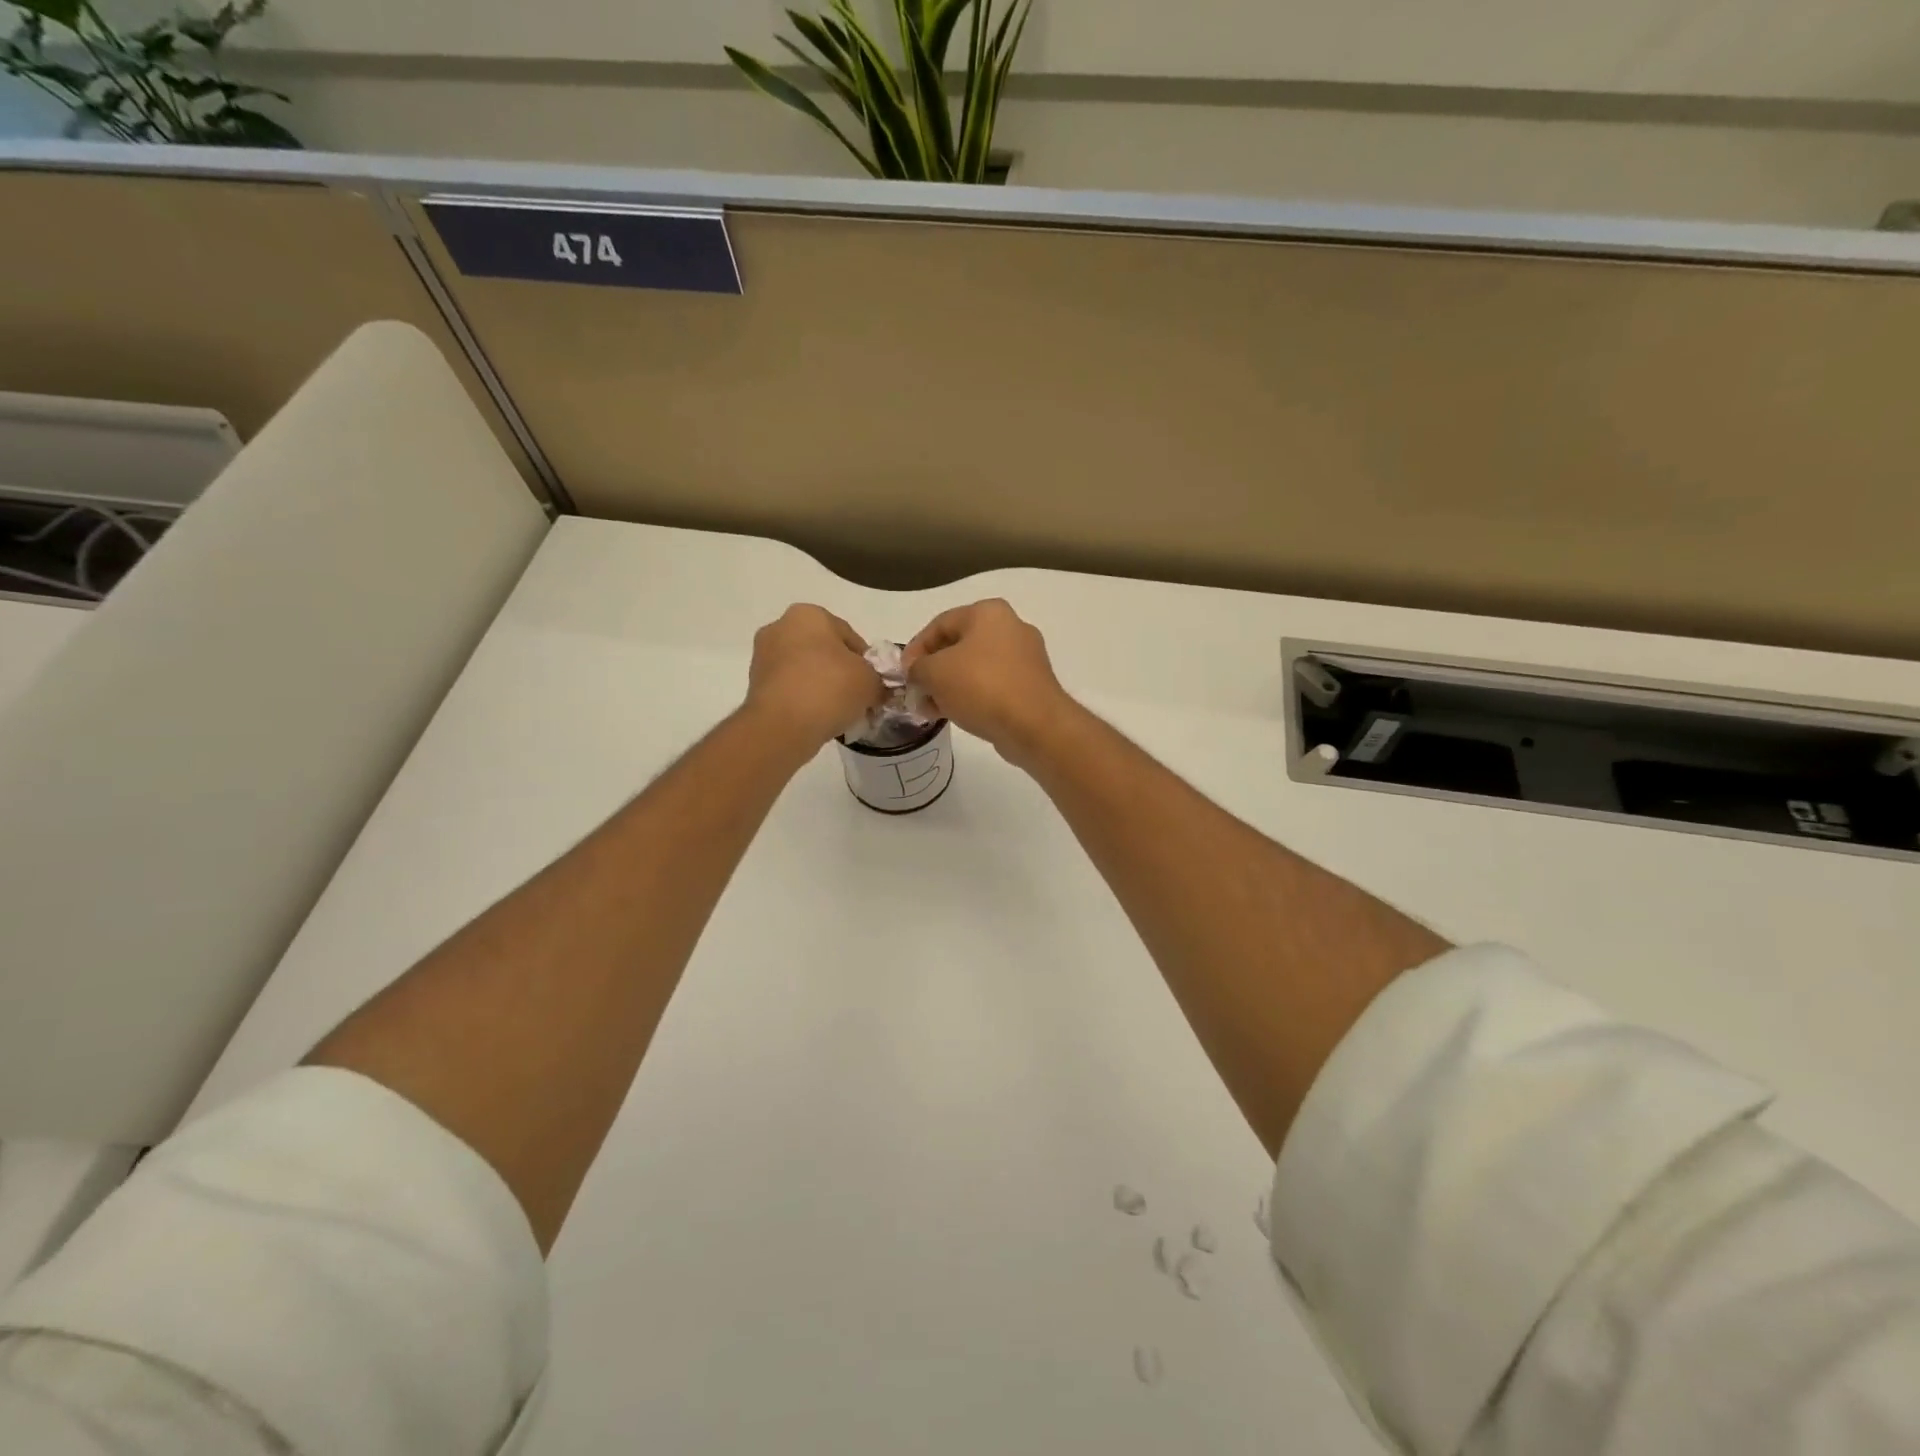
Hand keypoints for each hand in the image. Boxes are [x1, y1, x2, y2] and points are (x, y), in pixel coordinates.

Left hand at [746, 605, 884, 750]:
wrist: (782, 725)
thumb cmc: (830, 688)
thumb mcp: (870, 681)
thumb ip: (878, 679)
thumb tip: (876, 688)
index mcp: (809, 614)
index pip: (849, 635)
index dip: (867, 661)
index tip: (874, 683)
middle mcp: (780, 627)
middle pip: (824, 650)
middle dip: (841, 671)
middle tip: (857, 697)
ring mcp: (763, 656)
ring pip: (805, 669)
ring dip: (822, 685)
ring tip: (838, 711)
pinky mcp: (754, 684)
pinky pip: (790, 687)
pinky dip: (804, 698)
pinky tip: (818, 717)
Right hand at [902, 599, 1077, 765]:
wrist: (1034, 725)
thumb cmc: (981, 686)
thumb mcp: (935, 673)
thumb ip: (918, 668)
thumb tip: (918, 673)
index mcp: (988, 612)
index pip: (939, 624)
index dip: (915, 649)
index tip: (903, 674)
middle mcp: (1011, 627)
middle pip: (958, 646)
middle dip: (933, 670)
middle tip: (916, 693)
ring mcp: (1025, 657)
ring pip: (975, 667)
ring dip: (949, 686)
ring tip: (932, 709)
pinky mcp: (1031, 685)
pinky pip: (993, 685)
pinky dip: (972, 696)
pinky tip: (956, 714)